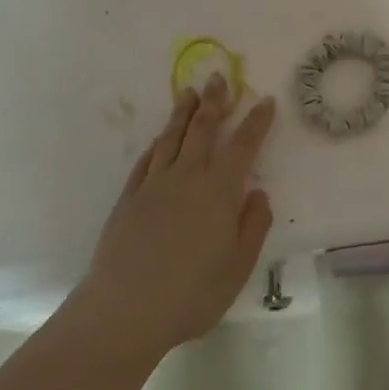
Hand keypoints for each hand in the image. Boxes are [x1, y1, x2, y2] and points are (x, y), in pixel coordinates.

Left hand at [65, 73, 275, 360]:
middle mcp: (188, 176)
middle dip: (214, 101)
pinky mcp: (128, 199)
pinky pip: (145, 162)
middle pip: (203, 129)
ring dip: (182, 113)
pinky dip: (155, 146)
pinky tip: (158, 140)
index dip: (256, 121)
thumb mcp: (238, 267)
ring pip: (171, 138)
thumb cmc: (190, 294)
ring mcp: (154, 185)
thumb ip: (253, 226)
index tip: (265, 100)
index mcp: (219, 190)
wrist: (123, 312)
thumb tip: (258, 193)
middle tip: (218, 78)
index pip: (243, 145)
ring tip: (188, 94)